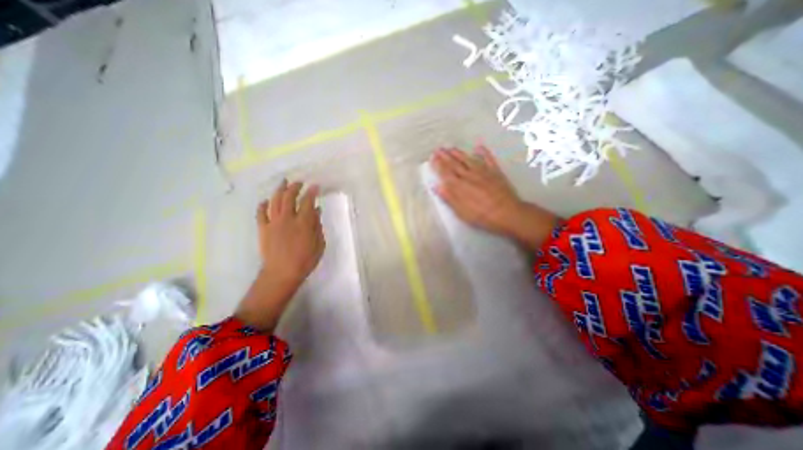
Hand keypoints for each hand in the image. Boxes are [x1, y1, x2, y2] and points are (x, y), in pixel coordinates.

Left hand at [256, 179, 321, 287]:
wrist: (281, 273)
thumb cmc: (305, 260)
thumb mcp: (319, 244)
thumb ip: (317, 226)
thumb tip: (316, 211)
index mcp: (303, 223)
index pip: (307, 202)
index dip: (311, 192)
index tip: (315, 186)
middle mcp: (287, 219)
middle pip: (289, 197)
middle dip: (294, 187)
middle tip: (299, 183)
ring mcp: (273, 223)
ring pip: (274, 201)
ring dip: (279, 190)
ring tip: (283, 183)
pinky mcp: (263, 229)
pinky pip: (261, 214)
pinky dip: (263, 205)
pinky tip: (266, 201)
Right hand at [433, 145, 559, 250]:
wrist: (507, 213)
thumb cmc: (482, 216)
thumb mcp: (461, 211)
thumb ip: (449, 197)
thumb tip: (435, 186)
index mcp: (460, 186)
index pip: (446, 173)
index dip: (438, 165)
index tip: (432, 157)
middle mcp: (469, 175)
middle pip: (455, 164)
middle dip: (445, 156)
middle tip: (438, 149)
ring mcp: (483, 172)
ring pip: (468, 159)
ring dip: (458, 153)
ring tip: (450, 147)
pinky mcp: (495, 172)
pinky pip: (488, 159)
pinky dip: (484, 152)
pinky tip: (479, 146)